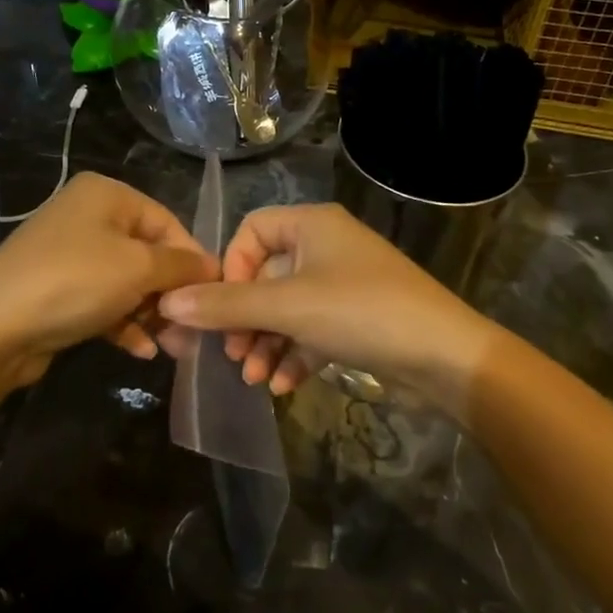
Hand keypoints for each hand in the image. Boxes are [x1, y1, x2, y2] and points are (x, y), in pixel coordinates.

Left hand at [0, 173, 218, 388]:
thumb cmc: (74, 282)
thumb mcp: (138, 268)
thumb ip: (182, 266)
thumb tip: (214, 269)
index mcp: (107, 195)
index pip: (168, 223)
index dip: (193, 260)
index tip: (212, 297)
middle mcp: (88, 216)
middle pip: (149, 254)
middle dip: (172, 294)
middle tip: (192, 331)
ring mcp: (70, 254)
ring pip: (128, 282)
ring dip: (152, 313)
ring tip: (174, 348)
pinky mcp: (59, 289)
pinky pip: (104, 300)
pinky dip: (125, 322)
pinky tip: (141, 350)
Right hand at [157, 204, 496, 407]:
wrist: (445, 357)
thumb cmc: (362, 313)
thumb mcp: (287, 308)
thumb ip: (226, 305)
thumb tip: (168, 302)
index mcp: (312, 225)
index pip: (251, 231)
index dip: (230, 268)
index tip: (223, 307)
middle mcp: (326, 247)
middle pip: (266, 276)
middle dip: (245, 319)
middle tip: (232, 355)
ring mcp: (344, 284)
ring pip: (287, 309)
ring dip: (265, 343)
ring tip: (253, 379)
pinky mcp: (357, 319)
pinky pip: (311, 330)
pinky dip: (294, 355)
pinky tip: (282, 387)